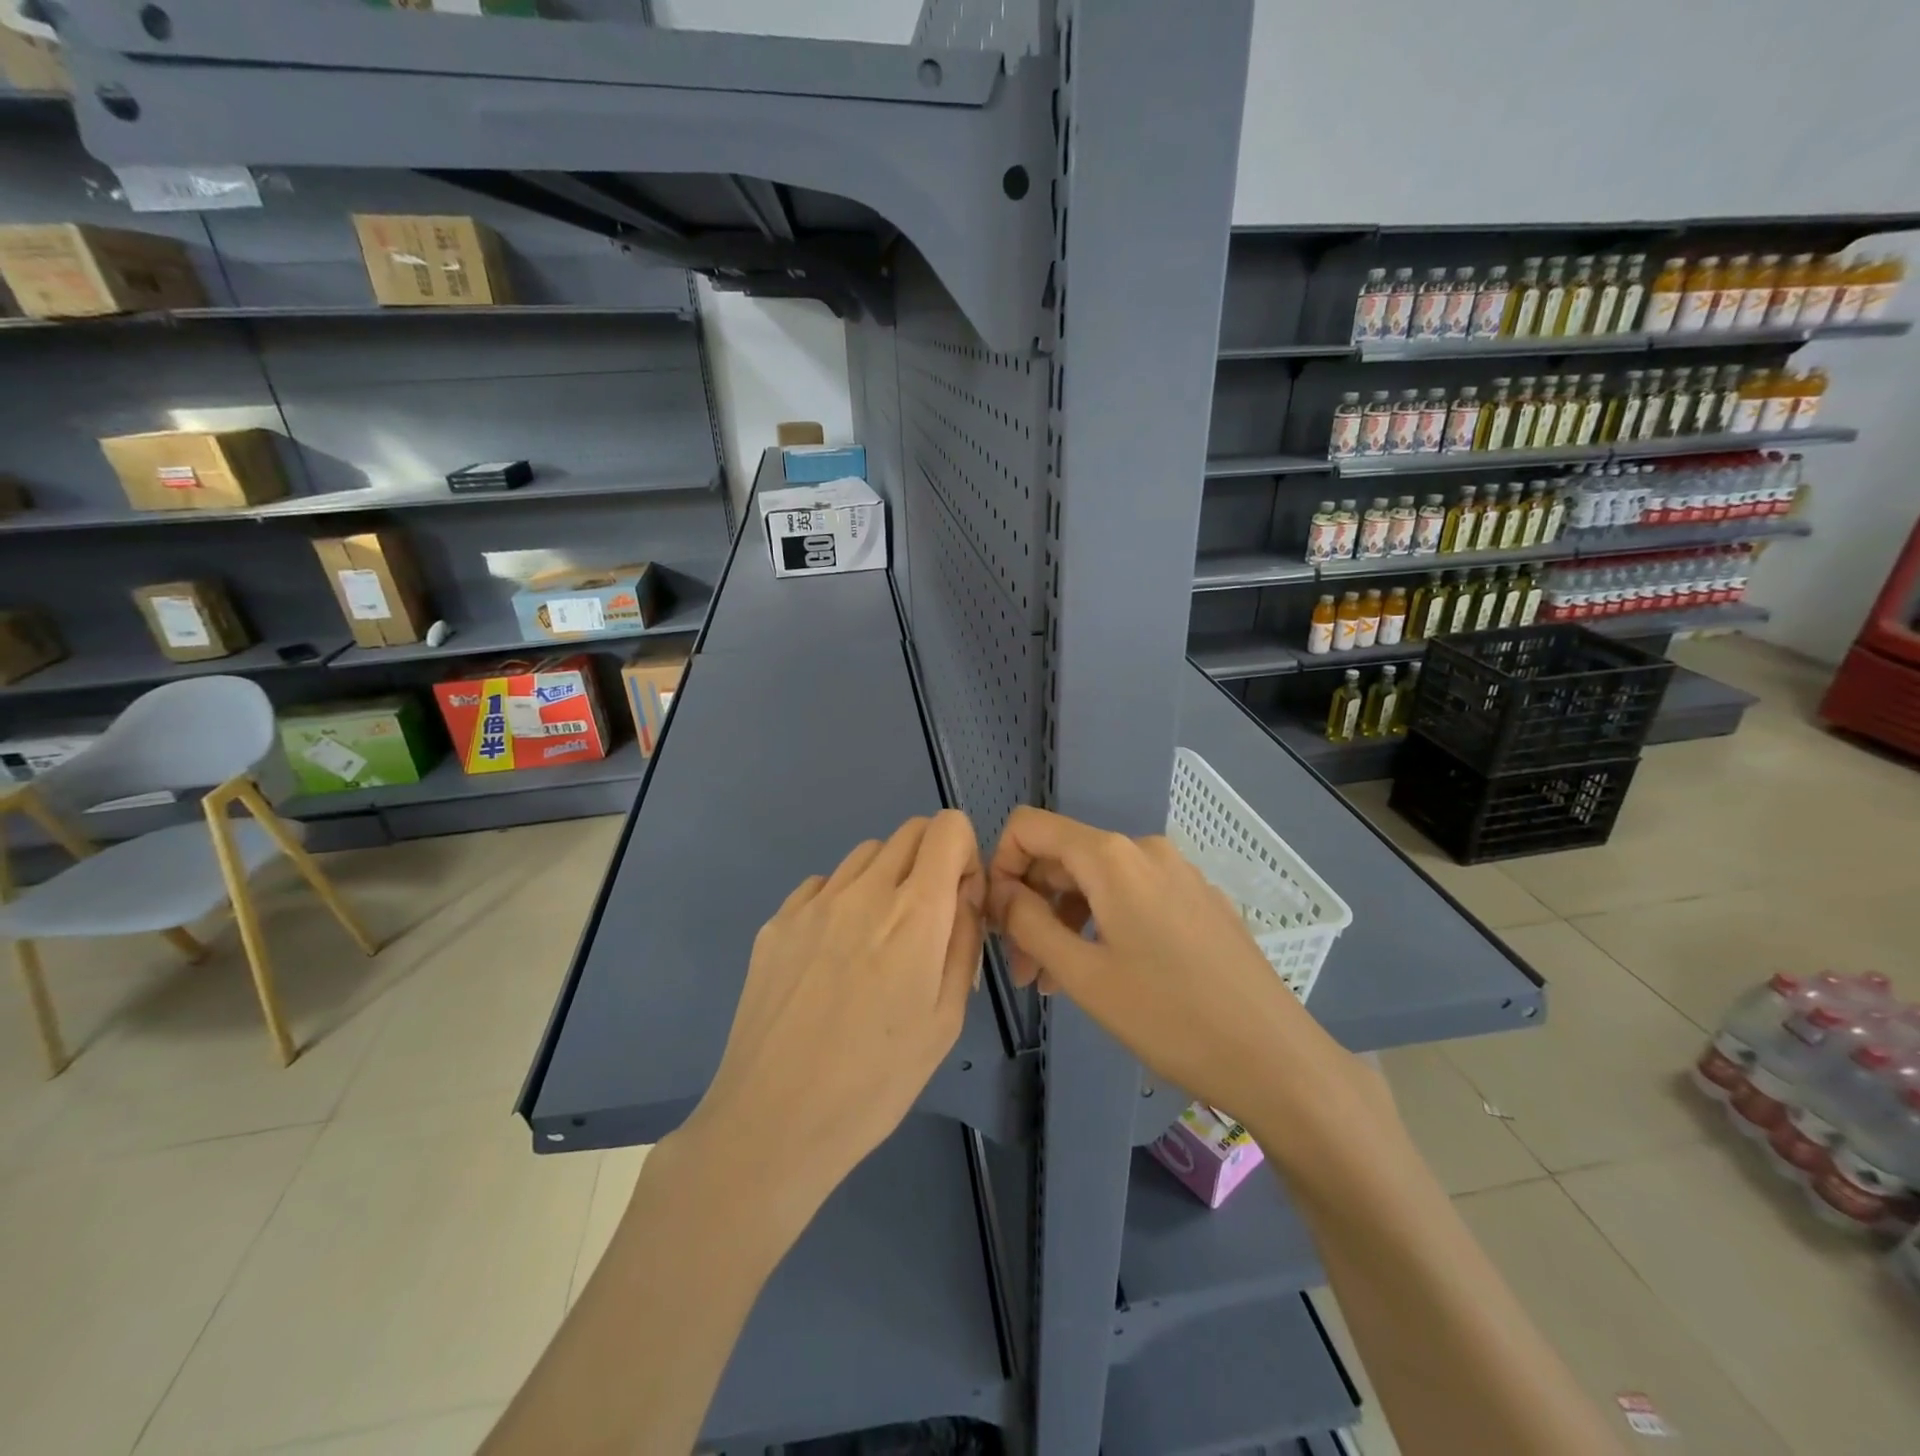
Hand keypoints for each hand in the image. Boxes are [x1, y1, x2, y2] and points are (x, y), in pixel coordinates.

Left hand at [678, 810, 984, 1225]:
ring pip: (865, 854)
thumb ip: (963, 942)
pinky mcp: (776, 922)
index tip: (959, 899)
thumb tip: (964, 895)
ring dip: (886, 877)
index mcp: (914, 913)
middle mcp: (863, 890)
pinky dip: (842, 900)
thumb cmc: (876, 1081)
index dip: (964, 853)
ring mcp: (813, 903)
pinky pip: (822, 885)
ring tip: (877, 939)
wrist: (773, 1121)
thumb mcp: (945, 1020)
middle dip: (930, 861)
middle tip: (924, 920)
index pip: (948, 827)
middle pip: (909, 831)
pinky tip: (833, 954)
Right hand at [987, 807, 1354, 1133]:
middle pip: (1063, 857)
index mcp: (1112, 857)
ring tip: (1055, 983)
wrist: (1276, 1057)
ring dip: (1064, 922)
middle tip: (1022, 970)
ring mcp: (1178, 873)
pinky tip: (1103, 975)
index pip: (1029, 827)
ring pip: (1098, 881)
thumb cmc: (1170, 1017)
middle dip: (1031, 905)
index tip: (995, 921)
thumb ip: (1028, 923)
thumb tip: (999, 891)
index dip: (1000, 865)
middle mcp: (1145, 850)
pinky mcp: (1199, 900)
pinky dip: (1102, 925)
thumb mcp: (1084, 975)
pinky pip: (1133, 896)